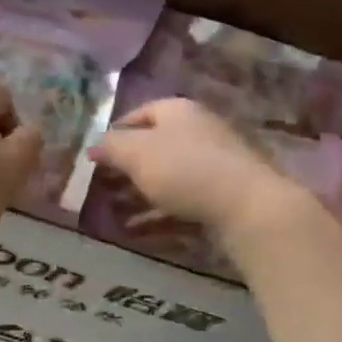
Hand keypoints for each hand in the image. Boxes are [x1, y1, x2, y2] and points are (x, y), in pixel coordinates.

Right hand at [89, 98, 305, 240]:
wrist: (247, 205)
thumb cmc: (184, 169)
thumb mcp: (136, 153)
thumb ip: (110, 147)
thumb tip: (93, 145)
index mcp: (177, 111)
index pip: (138, 114)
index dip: (114, 135)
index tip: (94, 159)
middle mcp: (197, 130)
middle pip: (153, 147)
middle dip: (126, 169)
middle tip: (100, 190)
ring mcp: (213, 163)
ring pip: (167, 176)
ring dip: (139, 194)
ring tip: (113, 214)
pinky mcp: (223, 195)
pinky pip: (183, 201)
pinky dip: (159, 213)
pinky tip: (139, 230)